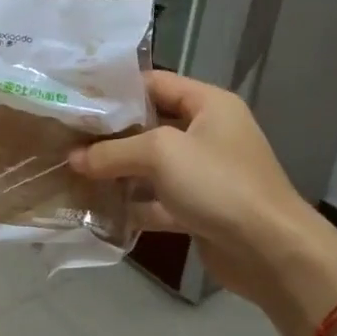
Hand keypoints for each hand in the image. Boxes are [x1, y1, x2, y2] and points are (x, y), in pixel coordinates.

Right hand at [70, 71, 336, 335]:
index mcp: (209, 105)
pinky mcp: (198, 210)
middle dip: (110, 133)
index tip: (76, 98)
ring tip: (72, 170)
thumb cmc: (218, 184)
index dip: (116, 89)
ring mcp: (204, 174)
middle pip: (149, 125)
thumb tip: (73, 158)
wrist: (270, 251)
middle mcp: (207, 134)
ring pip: (151, 166)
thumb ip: (112, 151)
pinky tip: (96, 208)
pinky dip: (131, 205)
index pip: (155, 83)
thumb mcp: (160, 154)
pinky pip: (157, 201)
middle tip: (66, 136)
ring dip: (116, 171)